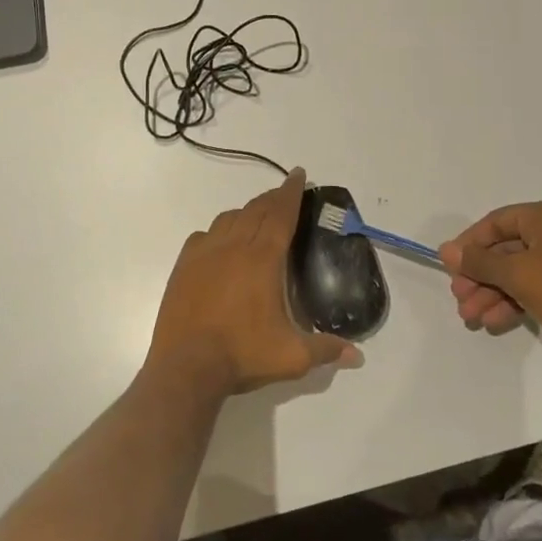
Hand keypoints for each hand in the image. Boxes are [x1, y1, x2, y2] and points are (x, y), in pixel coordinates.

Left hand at [148, 170, 361, 397]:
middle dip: (272, 198)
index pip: (281, 214)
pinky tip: (221, 242)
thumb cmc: (242, 354)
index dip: (291, 192)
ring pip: (229, 218)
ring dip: (246, 212)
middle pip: (256, 210)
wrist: (186, 366)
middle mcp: (233, 246)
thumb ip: (326, 349)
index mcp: (262, 258)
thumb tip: (357, 355)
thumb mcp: (292, 356)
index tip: (298, 174)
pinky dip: (218, 231)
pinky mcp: (184, 265)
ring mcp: (205, 253)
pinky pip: (204, 235)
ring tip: (257, 216)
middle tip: (285, 194)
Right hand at [438, 201, 541, 352]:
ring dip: (492, 293)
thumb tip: (446, 250)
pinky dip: (514, 301)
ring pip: (519, 271)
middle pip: (507, 249)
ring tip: (472, 317)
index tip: (451, 267)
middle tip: (460, 298)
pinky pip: (536, 286)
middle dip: (480, 276)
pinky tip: (494, 322)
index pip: (497, 221)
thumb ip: (479, 261)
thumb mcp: (517, 275)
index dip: (470, 244)